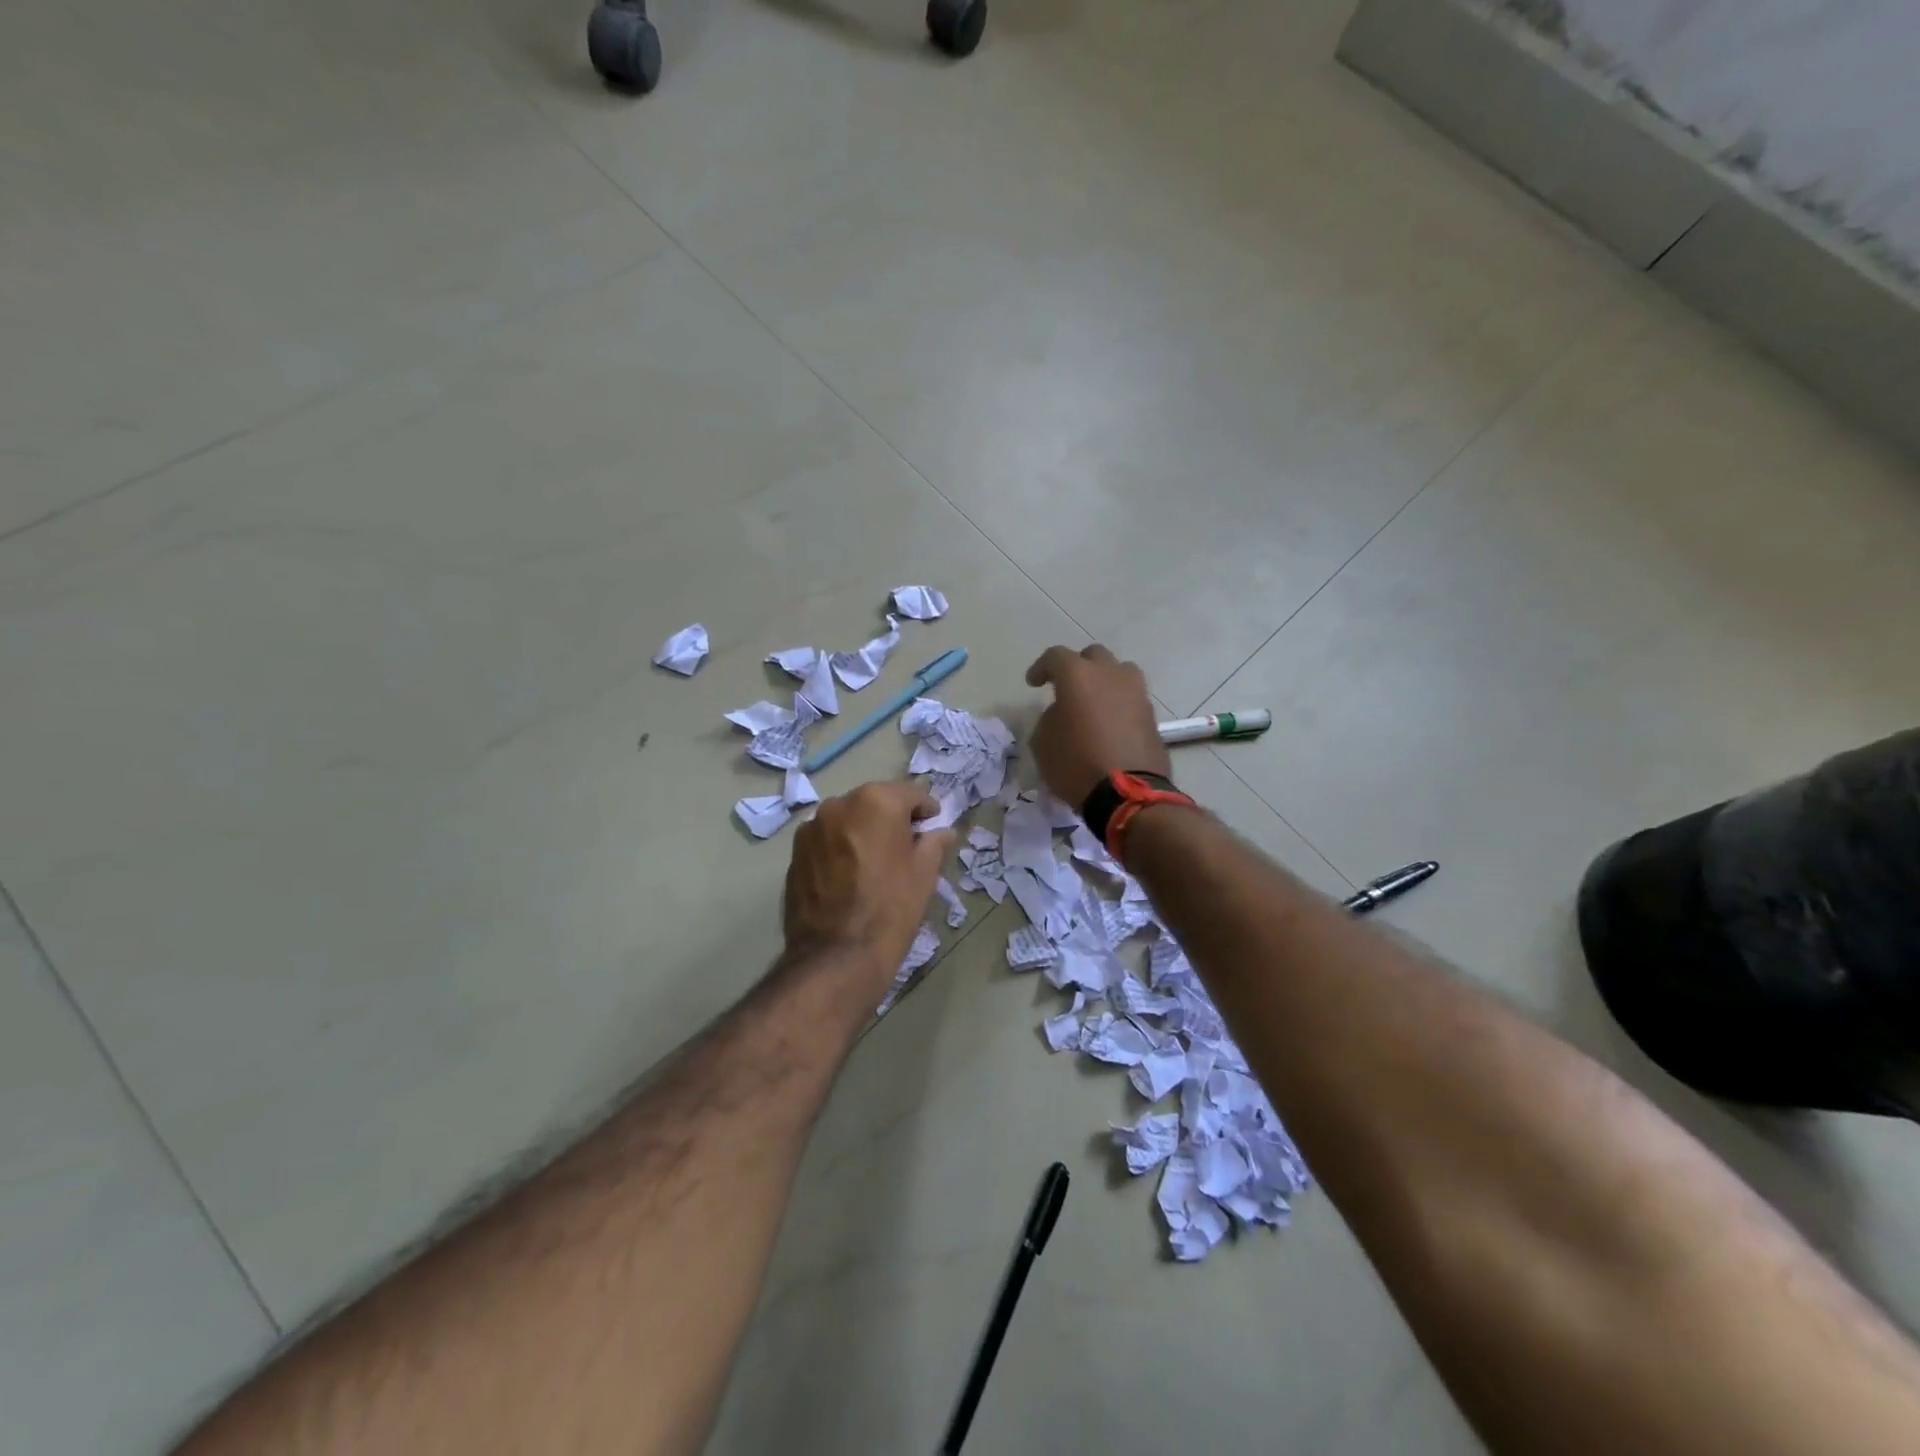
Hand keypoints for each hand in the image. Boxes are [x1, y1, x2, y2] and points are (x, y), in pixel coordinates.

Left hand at [783, 782, 954, 994]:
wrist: (836, 955)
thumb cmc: (890, 909)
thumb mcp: (924, 874)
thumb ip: (934, 843)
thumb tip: (943, 831)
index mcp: (877, 801)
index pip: (911, 794)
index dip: (927, 811)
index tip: (933, 829)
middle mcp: (840, 803)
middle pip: (875, 802)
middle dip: (892, 819)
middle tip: (906, 848)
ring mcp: (812, 827)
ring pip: (848, 820)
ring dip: (863, 832)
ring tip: (874, 864)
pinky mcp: (795, 852)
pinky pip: (827, 840)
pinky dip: (840, 848)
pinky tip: (849, 876)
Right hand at [1025, 644, 1169, 808]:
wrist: (1128, 794)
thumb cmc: (1076, 765)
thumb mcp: (1043, 743)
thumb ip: (1049, 718)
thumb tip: (1062, 713)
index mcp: (1078, 676)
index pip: (1056, 657)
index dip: (1041, 668)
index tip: (1033, 683)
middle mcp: (1110, 674)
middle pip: (1093, 656)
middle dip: (1077, 667)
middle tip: (1066, 688)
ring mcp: (1136, 692)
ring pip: (1119, 671)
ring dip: (1105, 680)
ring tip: (1094, 701)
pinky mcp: (1151, 714)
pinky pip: (1131, 697)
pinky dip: (1119, 702)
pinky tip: (1110, 722)